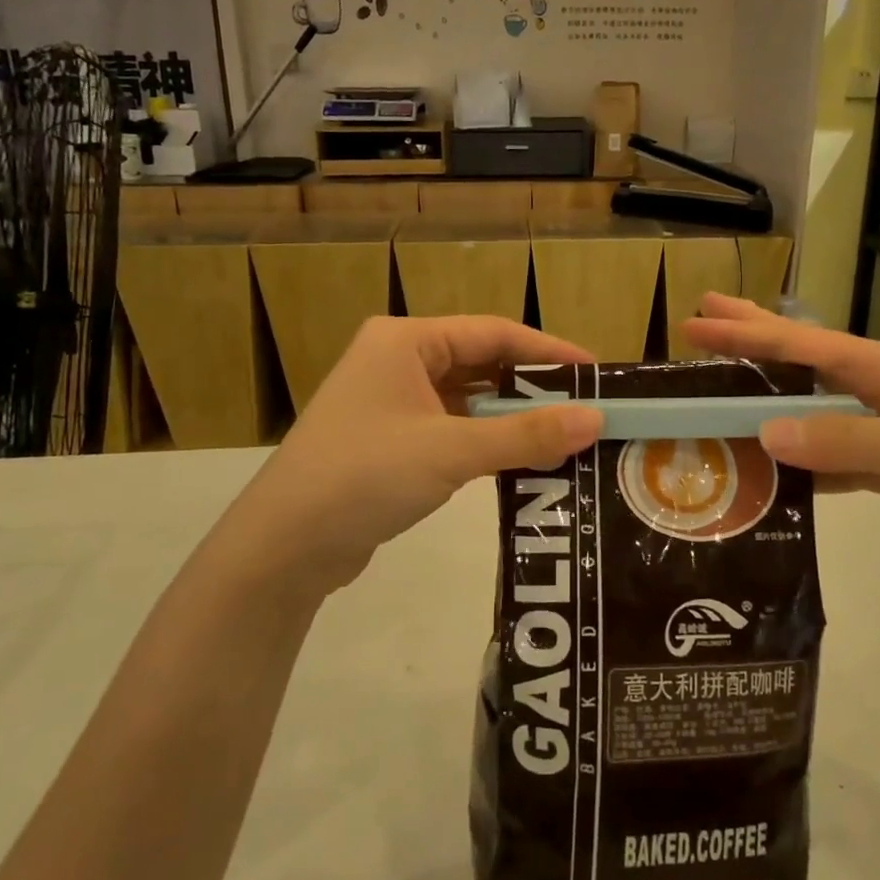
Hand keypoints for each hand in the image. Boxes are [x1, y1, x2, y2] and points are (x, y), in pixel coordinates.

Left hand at [225, 316, 602, 597]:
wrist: (283, 546)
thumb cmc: (365, 476)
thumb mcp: (451, 450)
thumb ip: (525, 435)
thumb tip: (595, 420)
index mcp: (406, 341)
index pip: (493, 333)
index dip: (548, 351)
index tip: (595, 373)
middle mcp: (397, 361)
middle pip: (481, 364)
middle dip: (532, 388)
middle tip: (585, 409)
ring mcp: (390, 403)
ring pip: (467, 400)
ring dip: (510, 418)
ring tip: (564, 436)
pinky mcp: (389, 441)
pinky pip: (451, 428)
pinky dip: (485, 441)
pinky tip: (520, 460)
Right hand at [683, 294, 879, 570]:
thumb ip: (848, 441)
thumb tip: (764, 432)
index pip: (804, 346)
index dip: (747, 334)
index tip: (695, 320)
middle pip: (802, 361)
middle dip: (750, 341)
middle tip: (696, 322)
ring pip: (811, 411)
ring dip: (765, 403)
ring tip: (717, 395)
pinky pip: (832, 457)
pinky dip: (798, 460)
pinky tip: (768, 467)